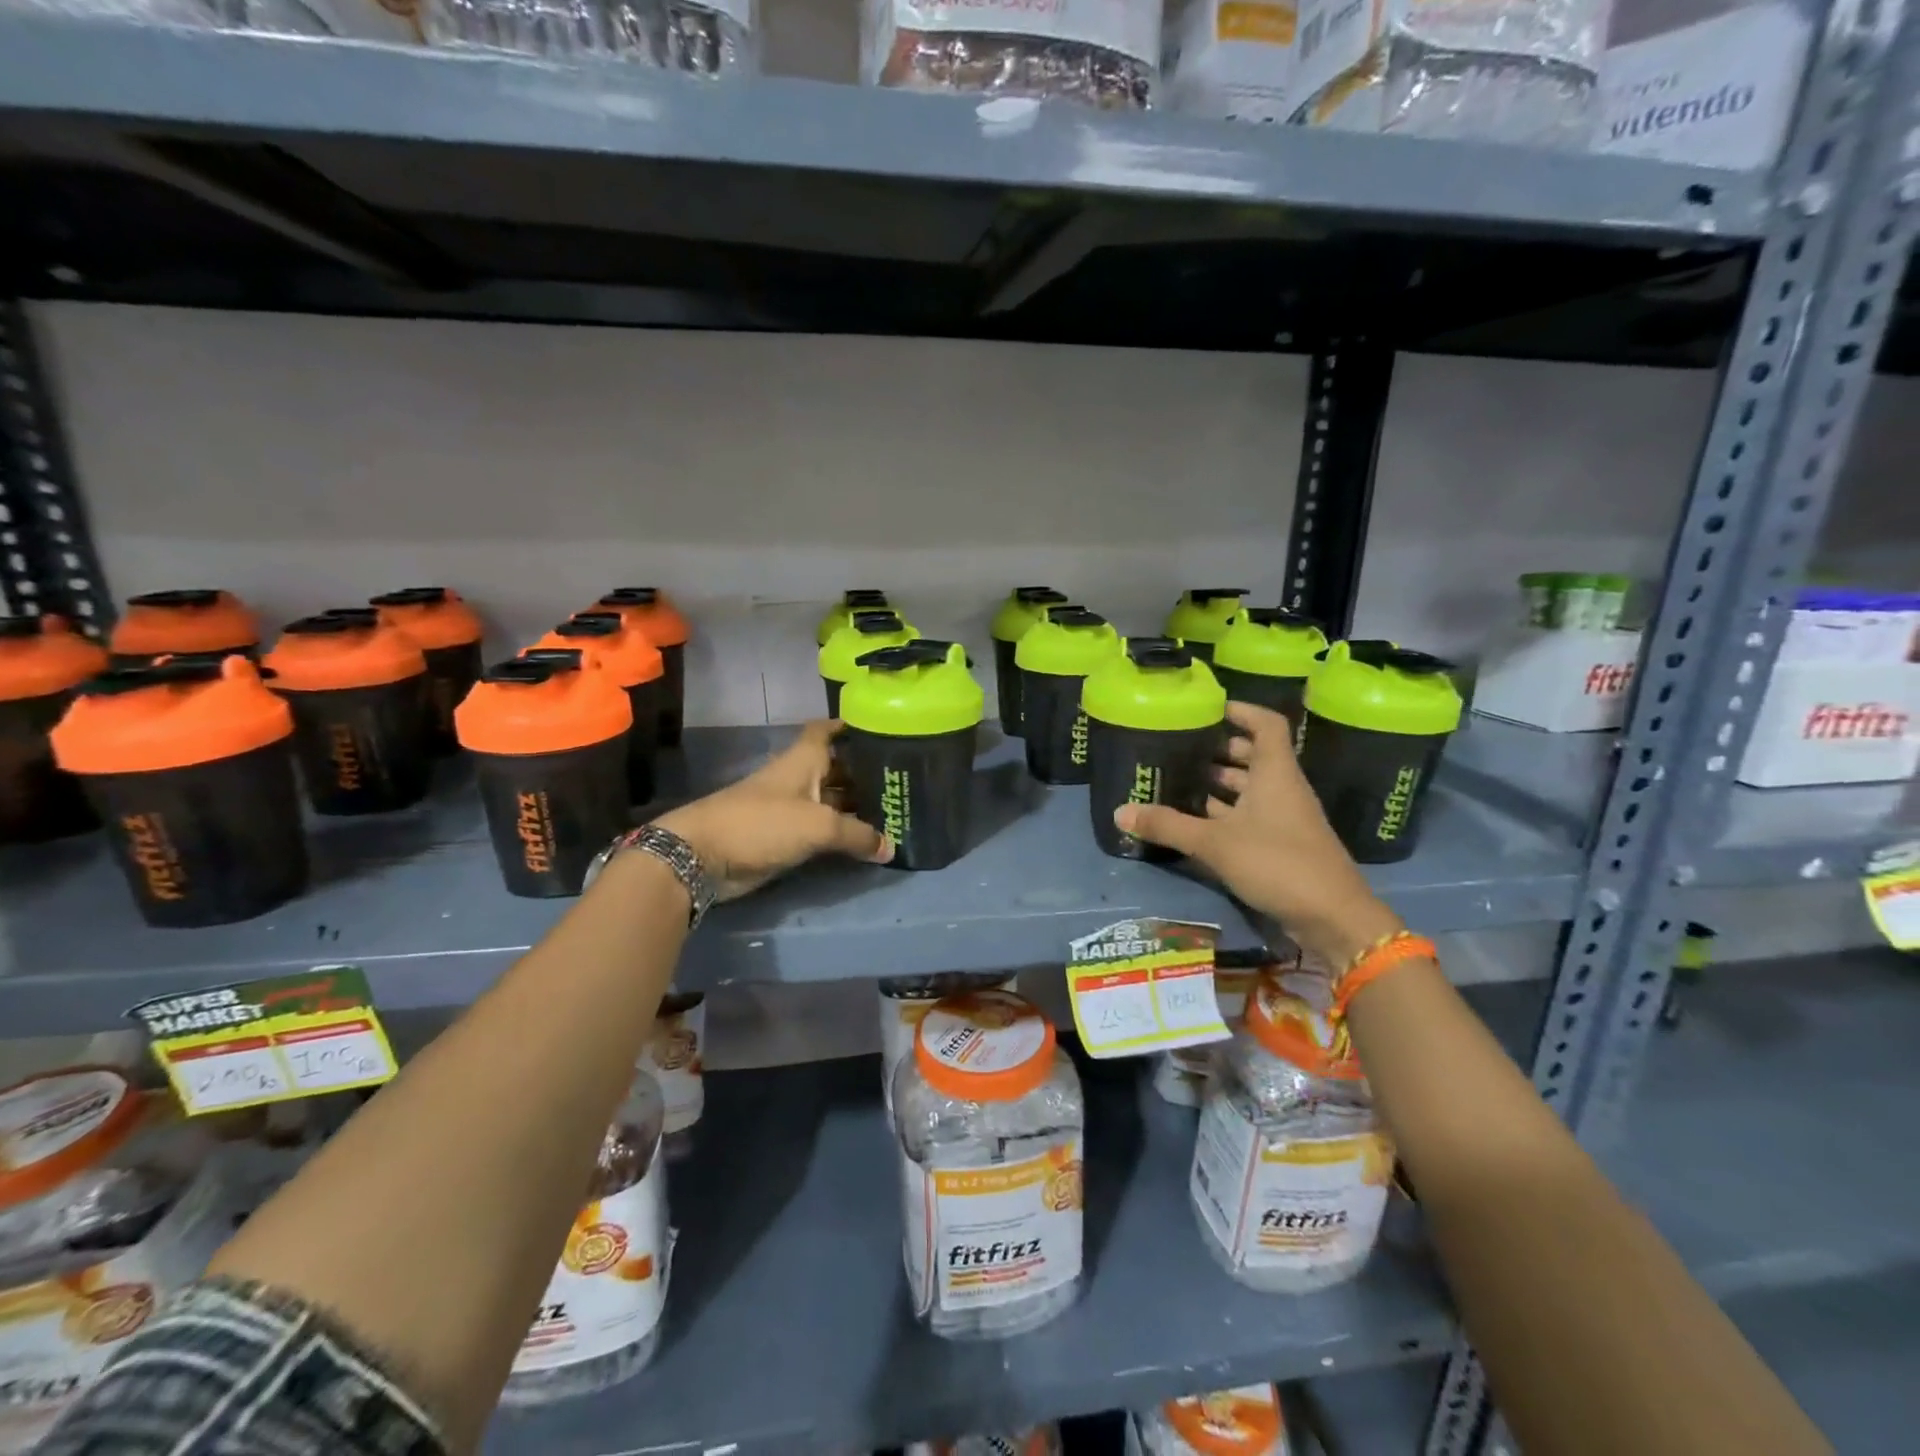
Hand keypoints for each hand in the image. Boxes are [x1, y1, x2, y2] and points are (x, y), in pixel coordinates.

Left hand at [655, 720, 891, 900]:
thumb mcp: (819, 825)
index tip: (881, 729)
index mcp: (804, 759)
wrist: (704, 856)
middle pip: (838, 769)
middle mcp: (800, 778)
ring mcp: (792, 808)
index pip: (827, 730)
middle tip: (906, 782)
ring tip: (898, 812)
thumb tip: (890, 848)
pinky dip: (843, 834)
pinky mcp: (786, 836)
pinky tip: (869, 842)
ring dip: (858, 807)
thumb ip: (858, 835)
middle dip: (867, 773)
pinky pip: (822, 830)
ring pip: (832, 801)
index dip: (850, 726)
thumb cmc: (762, 823)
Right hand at [1114, 701, 1402, 968]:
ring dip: (1221, 783)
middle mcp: (1283, 788)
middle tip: (1183, 747)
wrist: (1332, 917)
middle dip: (1221, 749)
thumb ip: (1168, 826)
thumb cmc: (1277, 862)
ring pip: (1252, 788)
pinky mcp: (1282, 844)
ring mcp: (1285, 817)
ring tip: (1181, 779)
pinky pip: (1251, 815)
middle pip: (1255, 755)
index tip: (1211, 708)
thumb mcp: (1214, 843)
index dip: (1242, 710)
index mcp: (1275, 773)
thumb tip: (1119, 811)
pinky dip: (1226, 812)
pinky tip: (1196, 820)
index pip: (1266, 724)